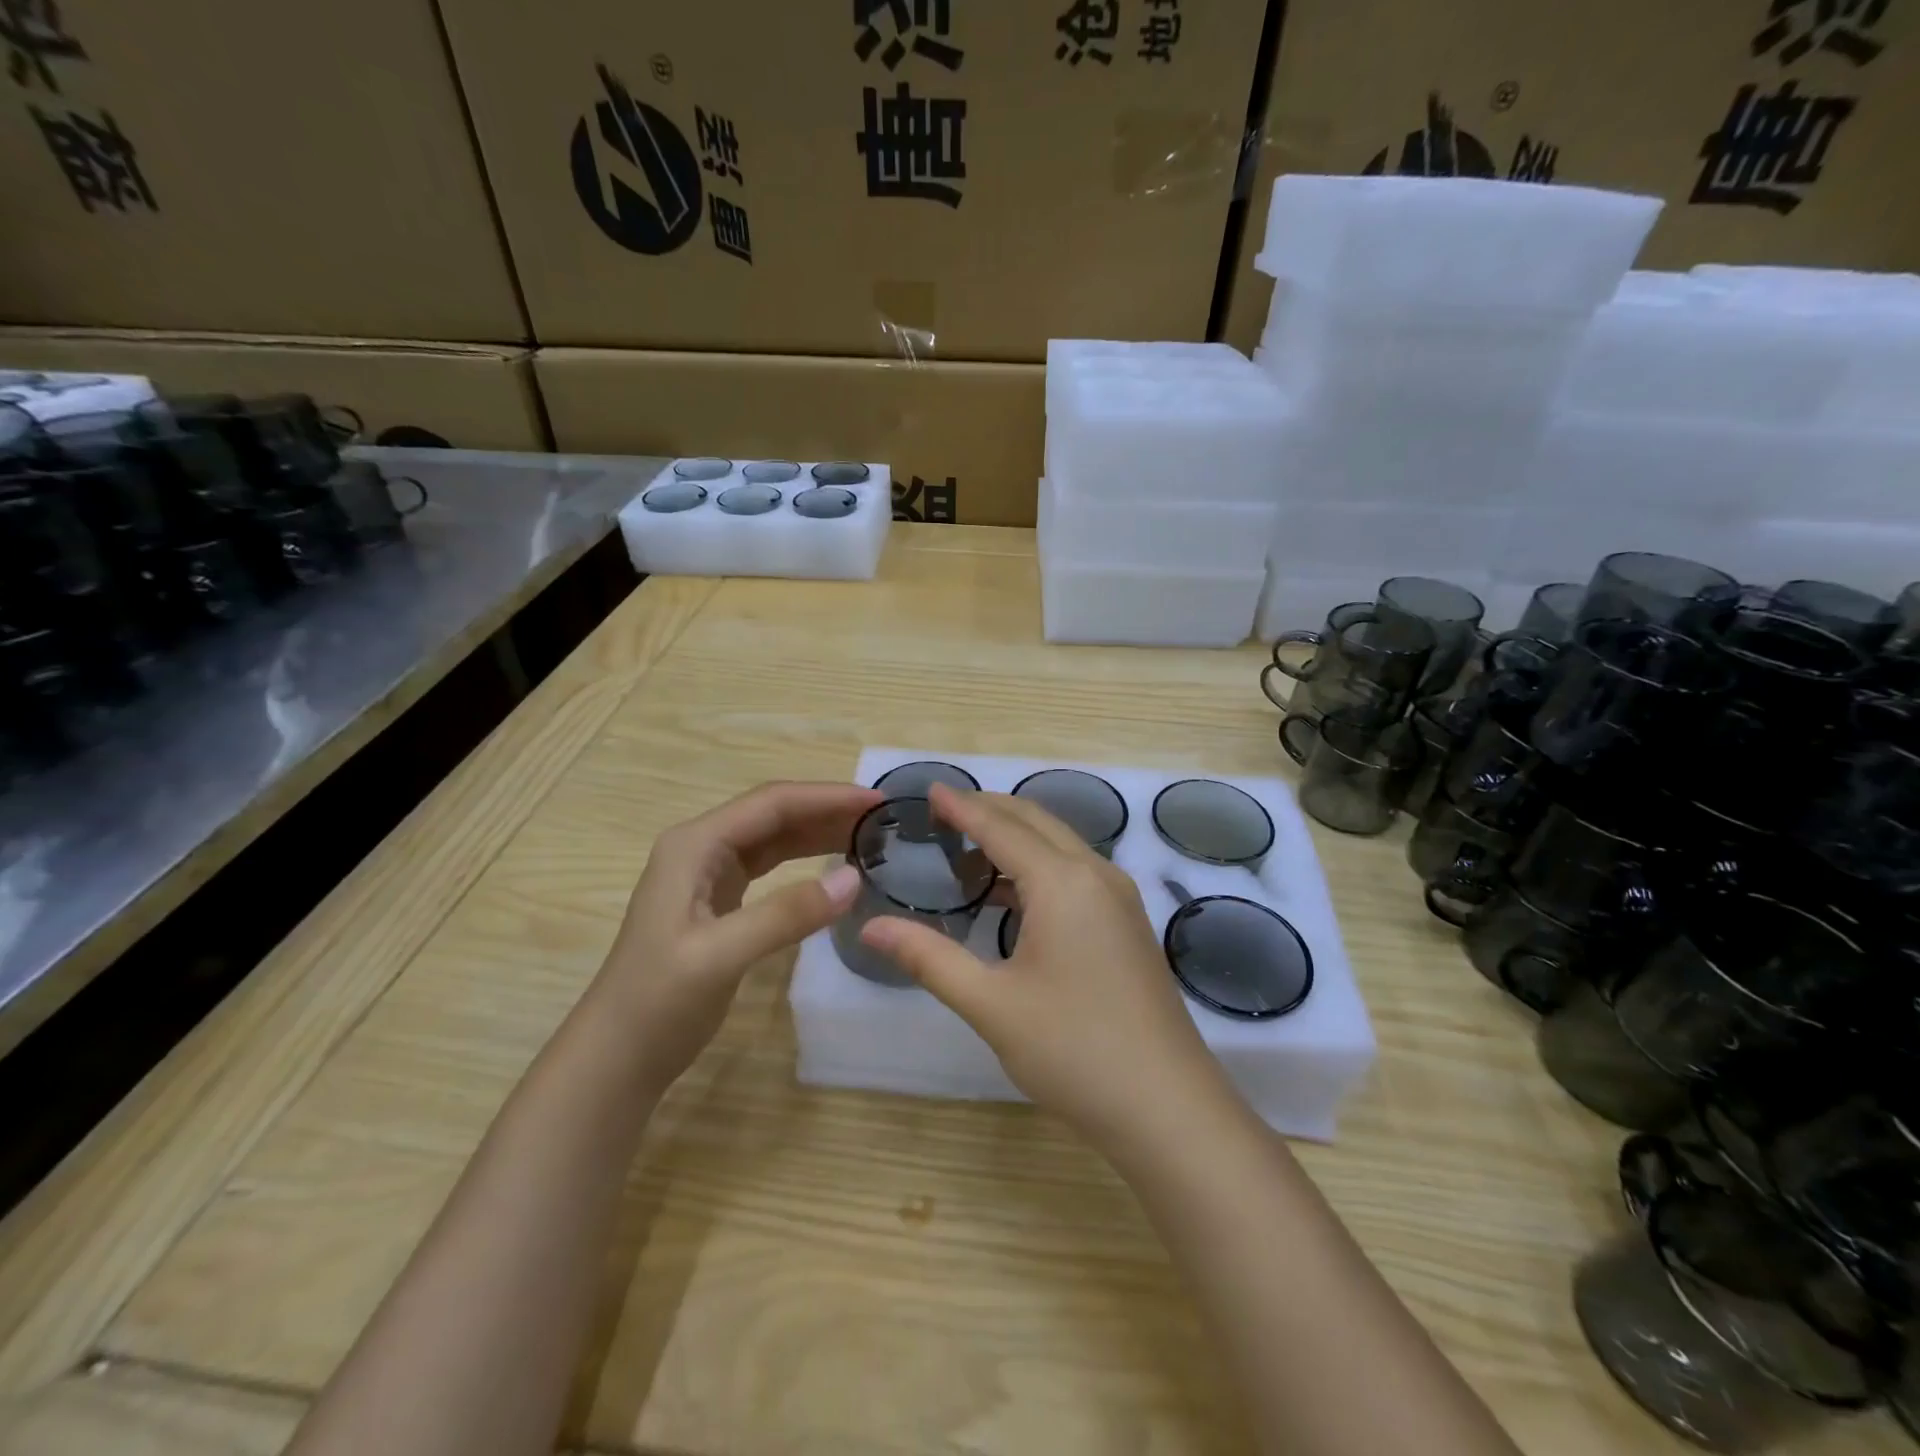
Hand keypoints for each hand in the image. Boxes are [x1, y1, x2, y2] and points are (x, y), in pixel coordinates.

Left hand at [596, 780, 879, 1093]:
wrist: (617, 1057)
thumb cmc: (658, 1002)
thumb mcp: (720, 955)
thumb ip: (786, 914)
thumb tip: (855, 879)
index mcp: (695, 845)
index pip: (772, 803)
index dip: (826, 797)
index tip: (877, 802)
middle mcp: (701, 848)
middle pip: (774, 814)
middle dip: (827, 810)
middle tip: (882, 819)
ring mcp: (708, 875)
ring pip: (774, 838)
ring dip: (819, 833)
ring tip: (869, 836)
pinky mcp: (719, 902)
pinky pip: (771, 866)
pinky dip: (805, 861)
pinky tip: (834, 869)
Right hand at [861, 784, 1231, 1150]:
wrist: (1167, 1107)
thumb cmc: (1073, 1050)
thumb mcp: (990, 1004)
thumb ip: (928, 957)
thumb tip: (869, 927)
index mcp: (1062, 882)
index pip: (1000, 826)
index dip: (961, 806)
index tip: (929, 788)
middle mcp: (1096, 874)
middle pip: (1036, 822)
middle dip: (989, 811)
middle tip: (942, 815)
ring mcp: (1120, 898)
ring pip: (1060, 845)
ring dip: (1016, 838)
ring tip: (968, 854)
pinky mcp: (1128, 923)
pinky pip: (1077, 871)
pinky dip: (1039, 865)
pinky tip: (1013, 896)